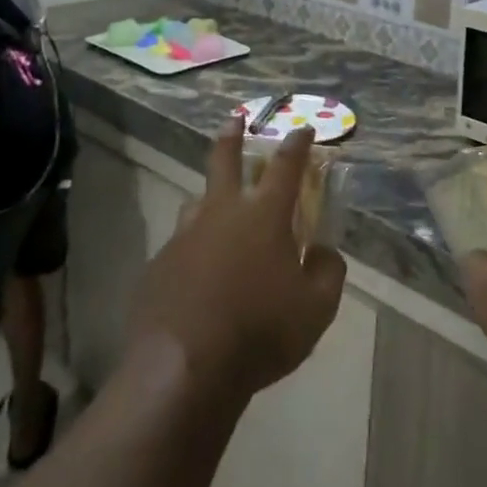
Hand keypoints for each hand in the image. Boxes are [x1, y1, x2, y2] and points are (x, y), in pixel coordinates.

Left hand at [127, 122, 345, 408]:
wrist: (184, 368)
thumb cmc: (260, 332)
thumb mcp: (316, 309)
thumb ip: (328, 272)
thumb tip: (323, 251)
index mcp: (265, 215)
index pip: (286, 165)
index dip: (297, 144)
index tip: (302, 129)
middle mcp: (222, 212)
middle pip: (225, 160)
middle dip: (233, 135)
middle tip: (235, 118)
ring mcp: (184, 236)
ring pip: (197, 201)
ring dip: (210, 196)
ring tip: (215, 205)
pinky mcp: (159, 265)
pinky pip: (180, 246)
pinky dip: (193, 249)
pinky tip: (196, 273)